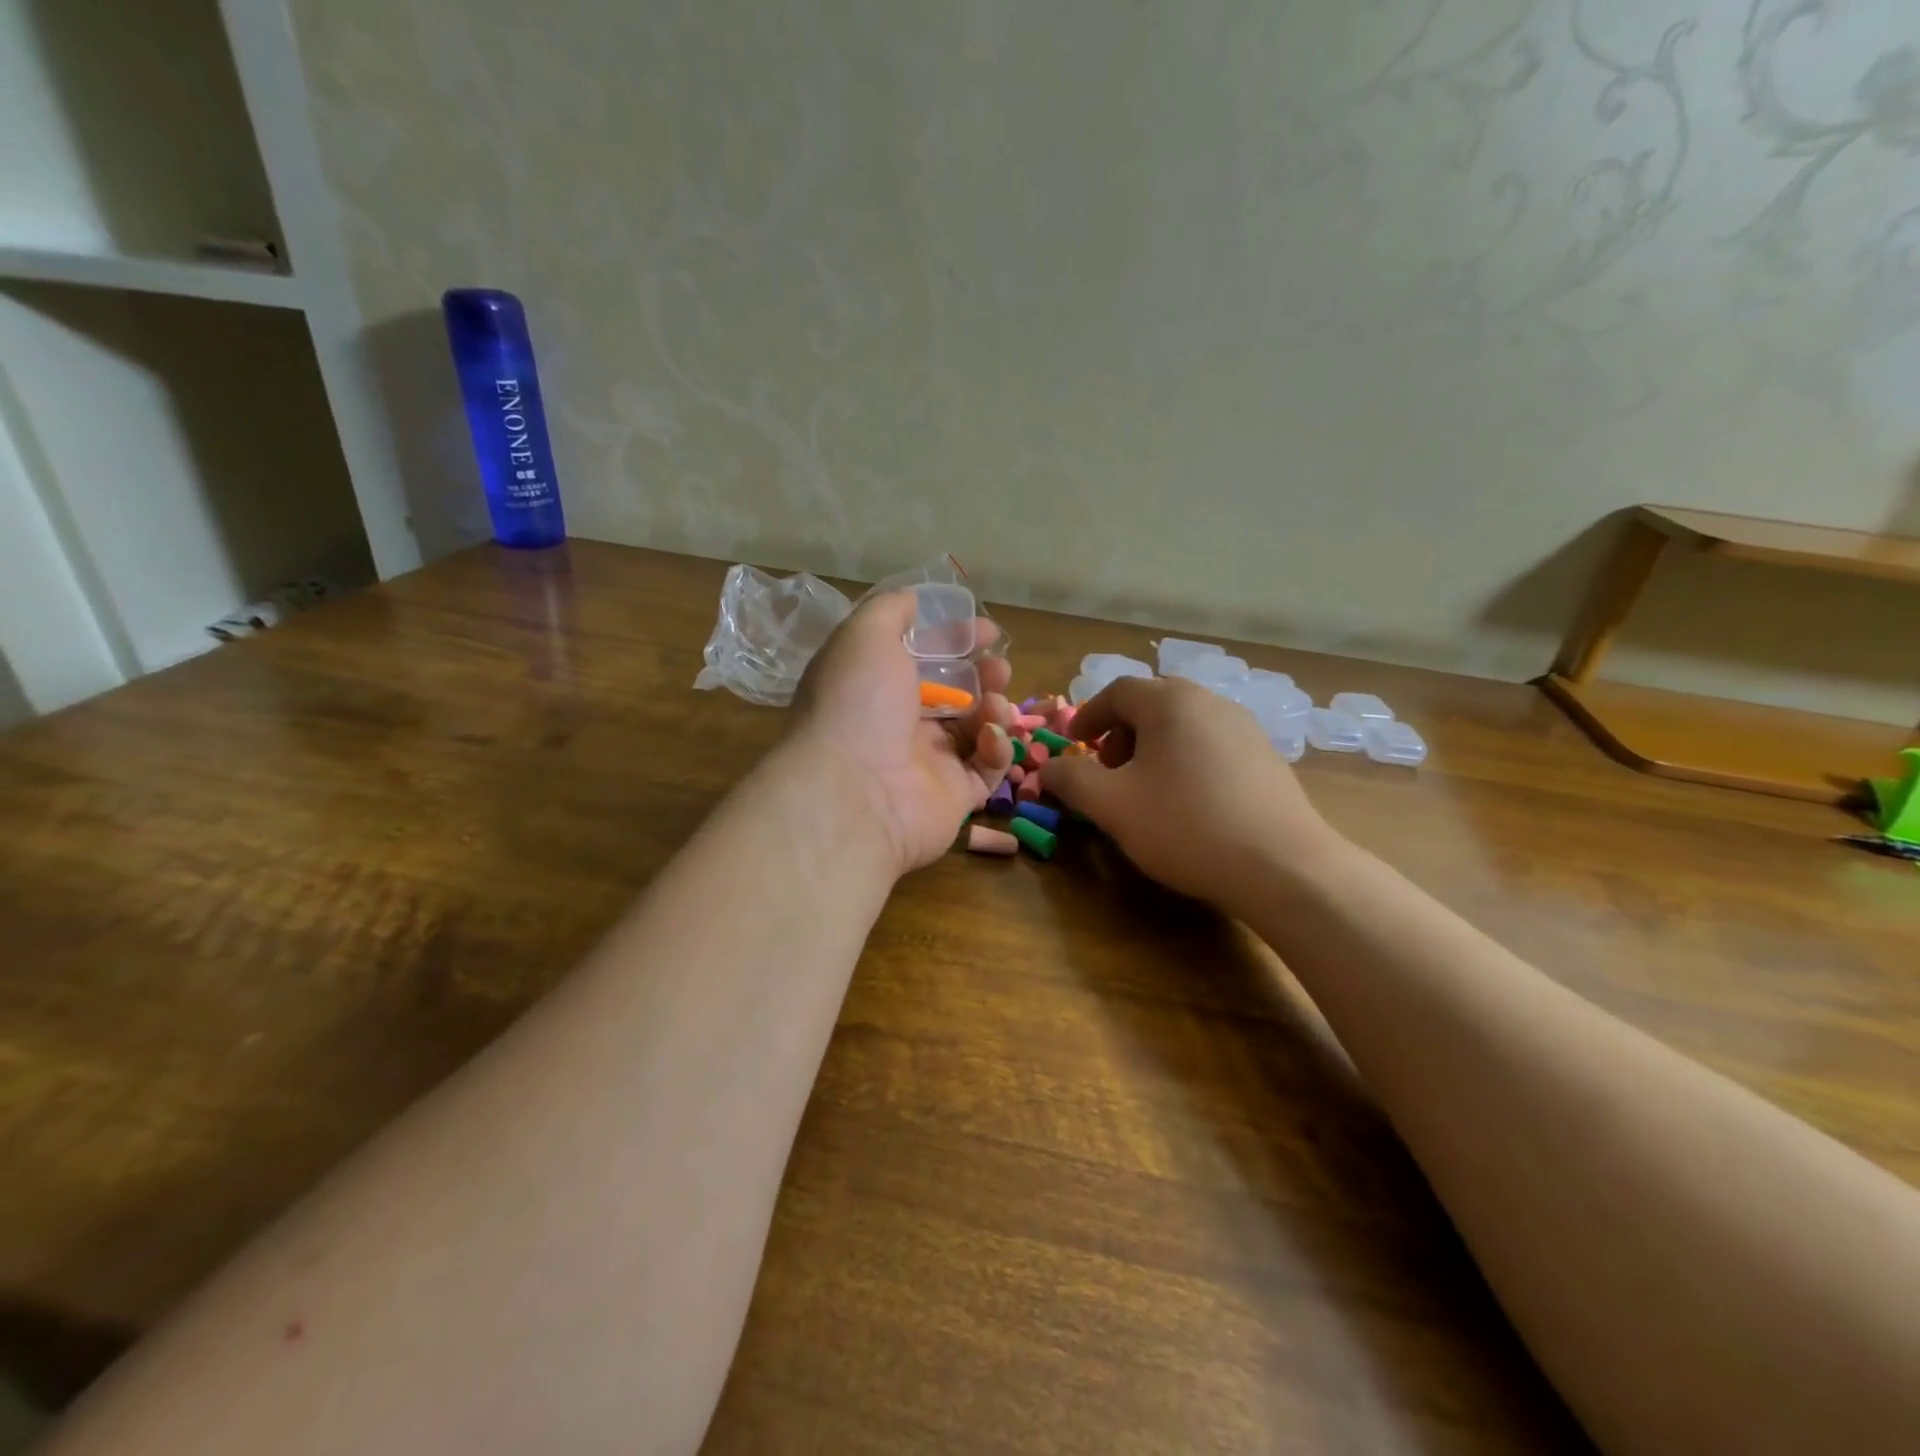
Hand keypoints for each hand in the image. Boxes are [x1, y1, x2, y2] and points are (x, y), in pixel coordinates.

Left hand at [788, 591, 1013, 874]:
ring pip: (975, 729)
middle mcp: (899, 725)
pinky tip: (989, 737)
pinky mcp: (954, 797)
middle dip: (982, 674)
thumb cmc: (858, 704)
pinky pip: (987, 769)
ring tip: (995, 702)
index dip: (955, 640)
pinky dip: (995, 748)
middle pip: (954, 694)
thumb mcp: (865, 635)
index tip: (987, 631)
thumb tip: (913, 599)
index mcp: (875, 687)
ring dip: (993, 707)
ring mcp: (928, 764)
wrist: (854, 792)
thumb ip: (891, 610)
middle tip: (998, 668)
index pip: (921, 658)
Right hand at [1044, 676, 1343, 907]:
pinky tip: (1187, 802)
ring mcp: (1245, 728)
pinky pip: (1212, 744)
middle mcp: (1210, 702)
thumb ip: (1071, 780)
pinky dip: (1186, 760)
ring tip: (1145, 788)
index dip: (1088, 717)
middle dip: (1121, 732)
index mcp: (1170, 702)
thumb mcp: (1111, 805)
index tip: (1074, 746)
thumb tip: (1048, 769)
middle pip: (1153, 703)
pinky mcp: (1266, 757)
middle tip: (1108, 768)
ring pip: (1184, 724)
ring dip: (1154, 747)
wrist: (1283, 866)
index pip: (1118, 692)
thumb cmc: (1185, 825)